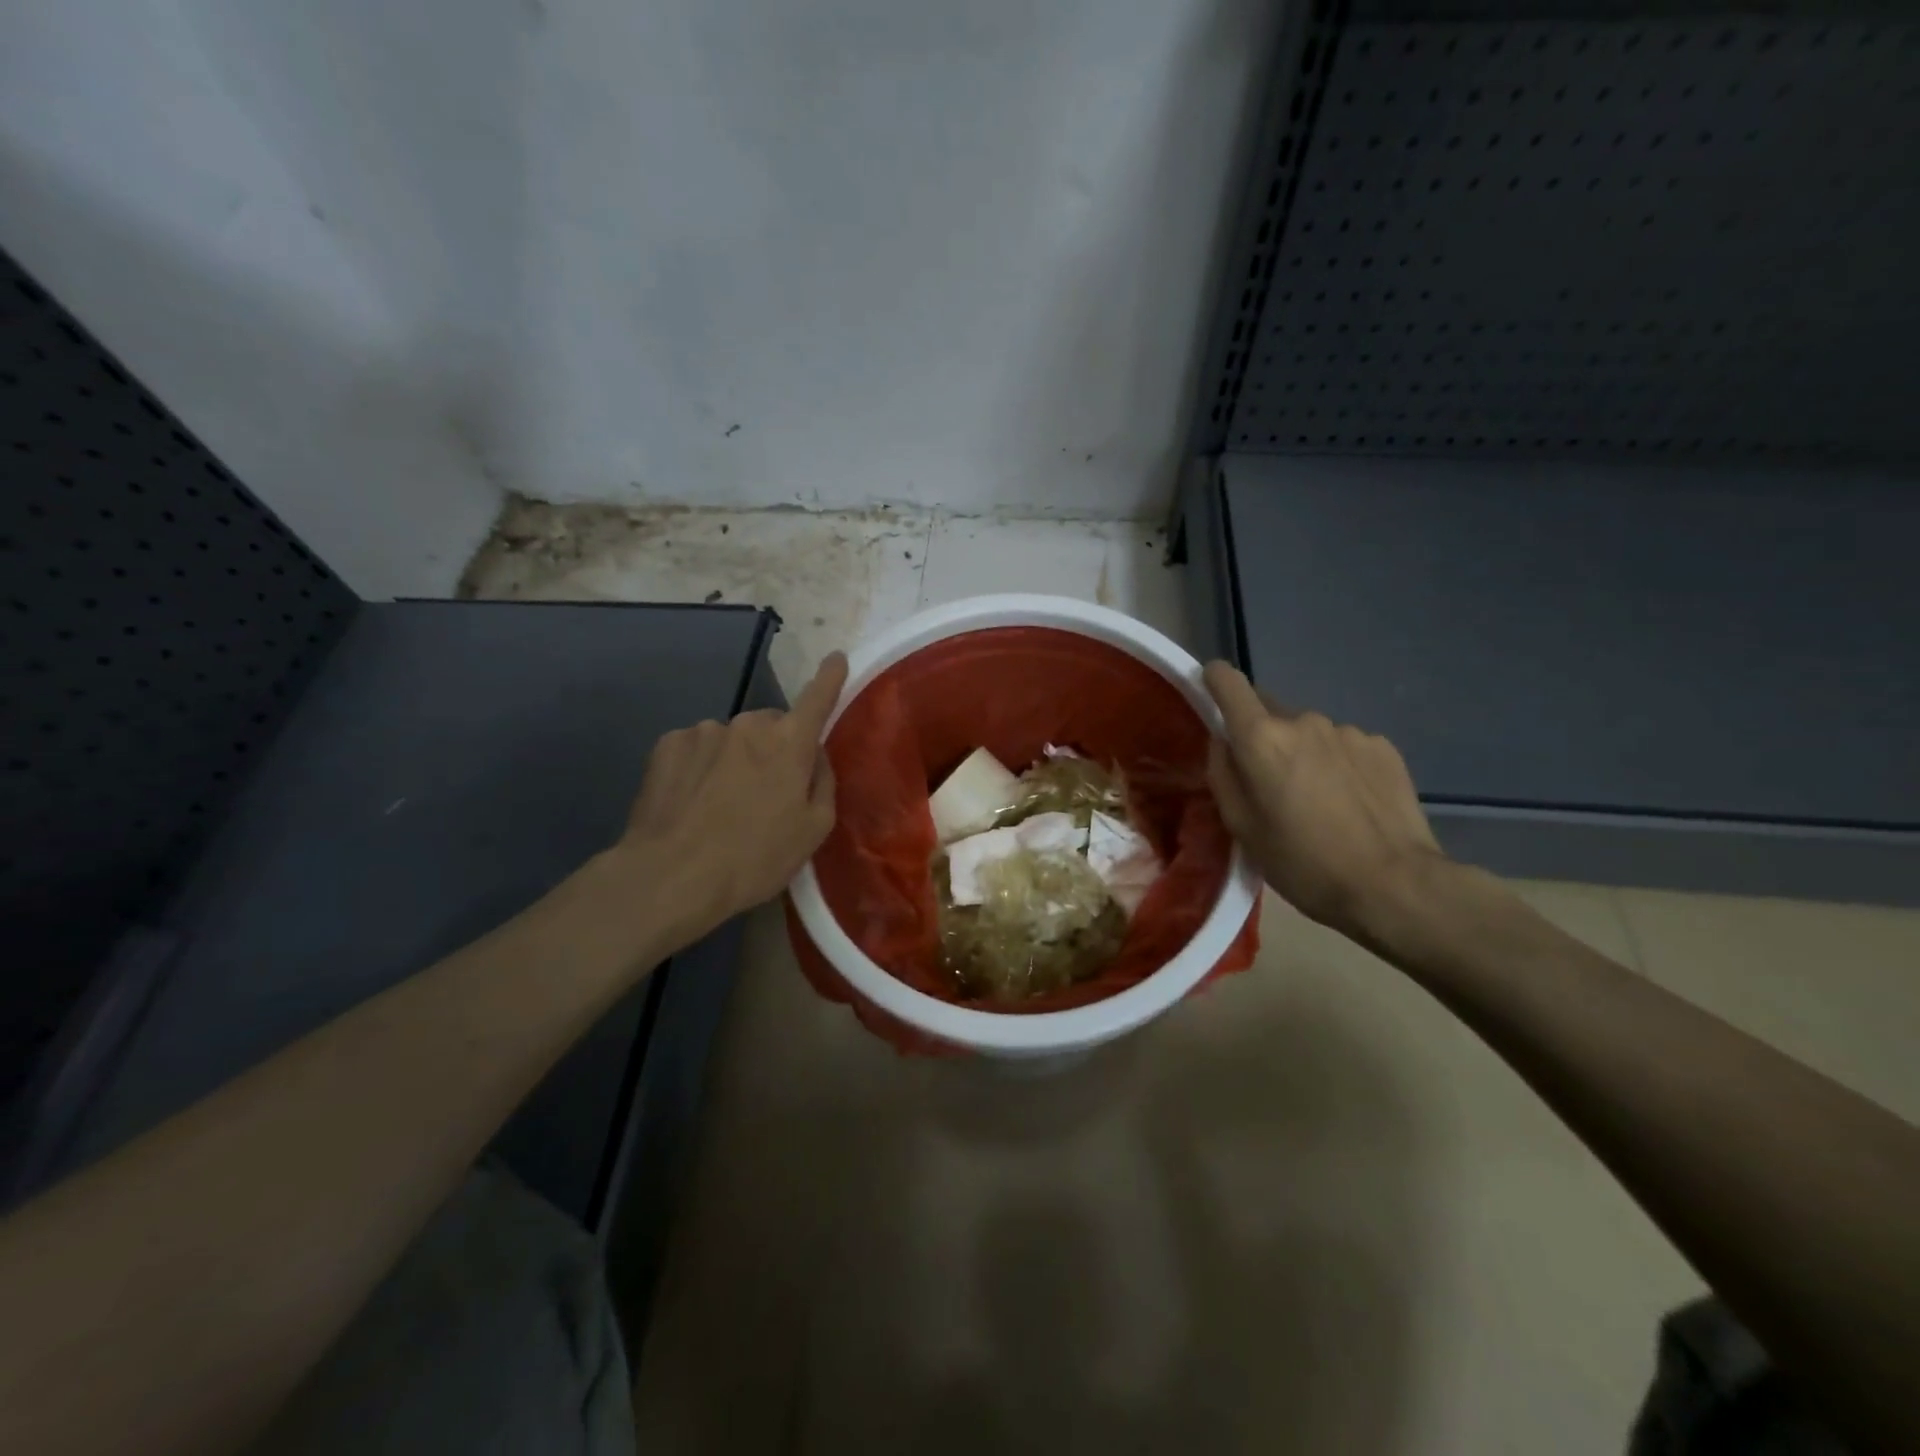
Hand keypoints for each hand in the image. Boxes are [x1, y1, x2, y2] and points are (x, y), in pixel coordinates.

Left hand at [616, 652, 848, 938]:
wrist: (670, 877)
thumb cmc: (753, 858)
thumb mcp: (812, 831)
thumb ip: (822, 783)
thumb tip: (815, 757)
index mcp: (788, 743)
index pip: (817, 698)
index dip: (829, 678)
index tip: (835, 658)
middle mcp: (747, 725)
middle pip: (771, 726)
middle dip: (774, 749)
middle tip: (766, 794)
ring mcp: (703, 731)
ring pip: (732, 739)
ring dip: (735, 760)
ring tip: (721, 806)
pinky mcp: (667, 745)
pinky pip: (697, 749)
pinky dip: (701, 767)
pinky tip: (692, 802)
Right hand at [1203, 661, 1443, 936]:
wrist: (1394, 885)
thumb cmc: (1302, 863)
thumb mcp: (1242, 827)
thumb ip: (1223, 774)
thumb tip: (1224, 742)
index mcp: (1261, 738)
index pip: (1228, 681)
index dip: (1214, 681)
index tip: (1210, 696)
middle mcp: (1303, 721)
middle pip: (1269, 712)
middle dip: (1261, 737)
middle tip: (1269, 784)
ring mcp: (1347, 731)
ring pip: (1308, 733)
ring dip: (1302, 754)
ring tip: (1316, 801)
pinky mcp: (1382, 746)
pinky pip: (1343, 746)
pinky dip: (1336, 765)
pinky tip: (1349, 803)